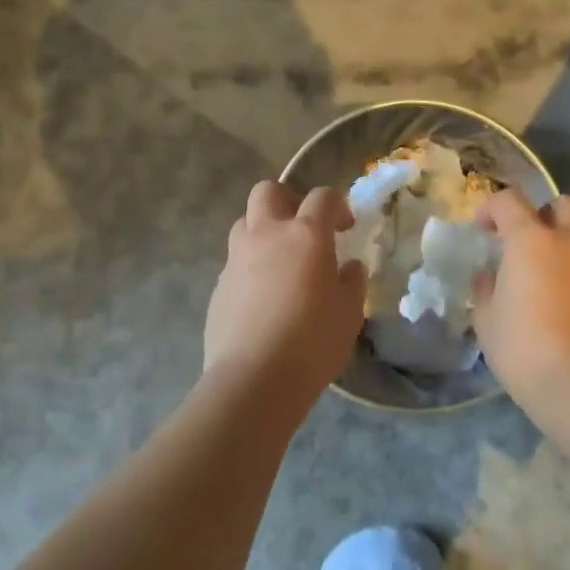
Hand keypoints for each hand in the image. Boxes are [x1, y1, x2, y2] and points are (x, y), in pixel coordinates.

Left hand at [204, 181, 365, 403]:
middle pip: (268, 191)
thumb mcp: (349, 313)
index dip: (337, 204)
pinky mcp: (218, 285)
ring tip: (280, 260)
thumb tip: (349, 267)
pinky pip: (234, 261)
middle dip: (287, 199)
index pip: (322, 196)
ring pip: (244, 222)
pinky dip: (249, 266)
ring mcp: (236, 258)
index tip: (345, 226)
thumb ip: (352, 282)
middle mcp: (266, 235)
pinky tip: (262, 296)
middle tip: (303, 227)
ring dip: (262, 229)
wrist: (254, 378)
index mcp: (305, 235)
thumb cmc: (313, 342)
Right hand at [473, 190, 569, 415]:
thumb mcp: (486, 319)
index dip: (491, 208)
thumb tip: (489, 276)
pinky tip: (557, 307)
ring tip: (537, 281)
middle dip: (541, 214)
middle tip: (521, 242)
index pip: (510, 201)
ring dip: (558, 248)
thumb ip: (484, 289)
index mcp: (532, 240)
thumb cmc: (523, 347)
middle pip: (562, 205)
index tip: (481, 231)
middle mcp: (569, 244)